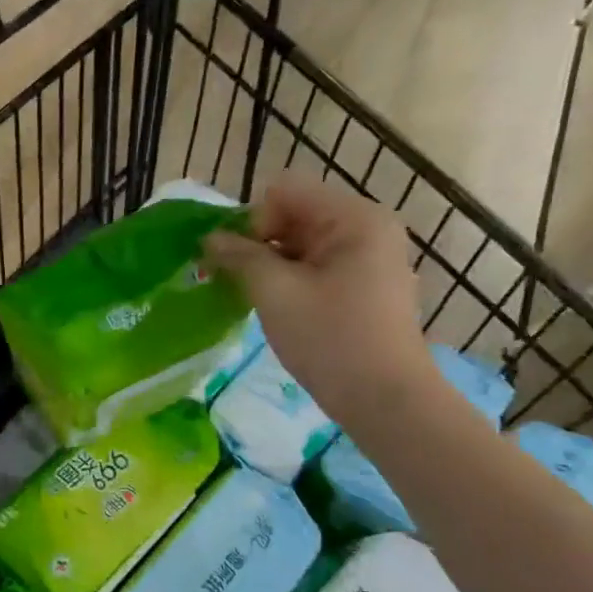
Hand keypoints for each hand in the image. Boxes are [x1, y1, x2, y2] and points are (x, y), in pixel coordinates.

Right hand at [203, 174, 433, 426]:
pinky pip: (315, 265)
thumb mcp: (275, 292)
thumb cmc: (330, 338)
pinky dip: (289, 279)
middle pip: (293, 214)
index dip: (252, 221)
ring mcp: (369, 257)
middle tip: (234, 281)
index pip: (284, 192)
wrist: (384, 399)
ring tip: (255, 298)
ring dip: (270, 264)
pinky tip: (279, 308)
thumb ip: (239, 257)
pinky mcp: (364, 284)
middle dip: (258, 243)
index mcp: (354, 218)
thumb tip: (209, 238)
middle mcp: (367, 227)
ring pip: (301, 242)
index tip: (240, 263)